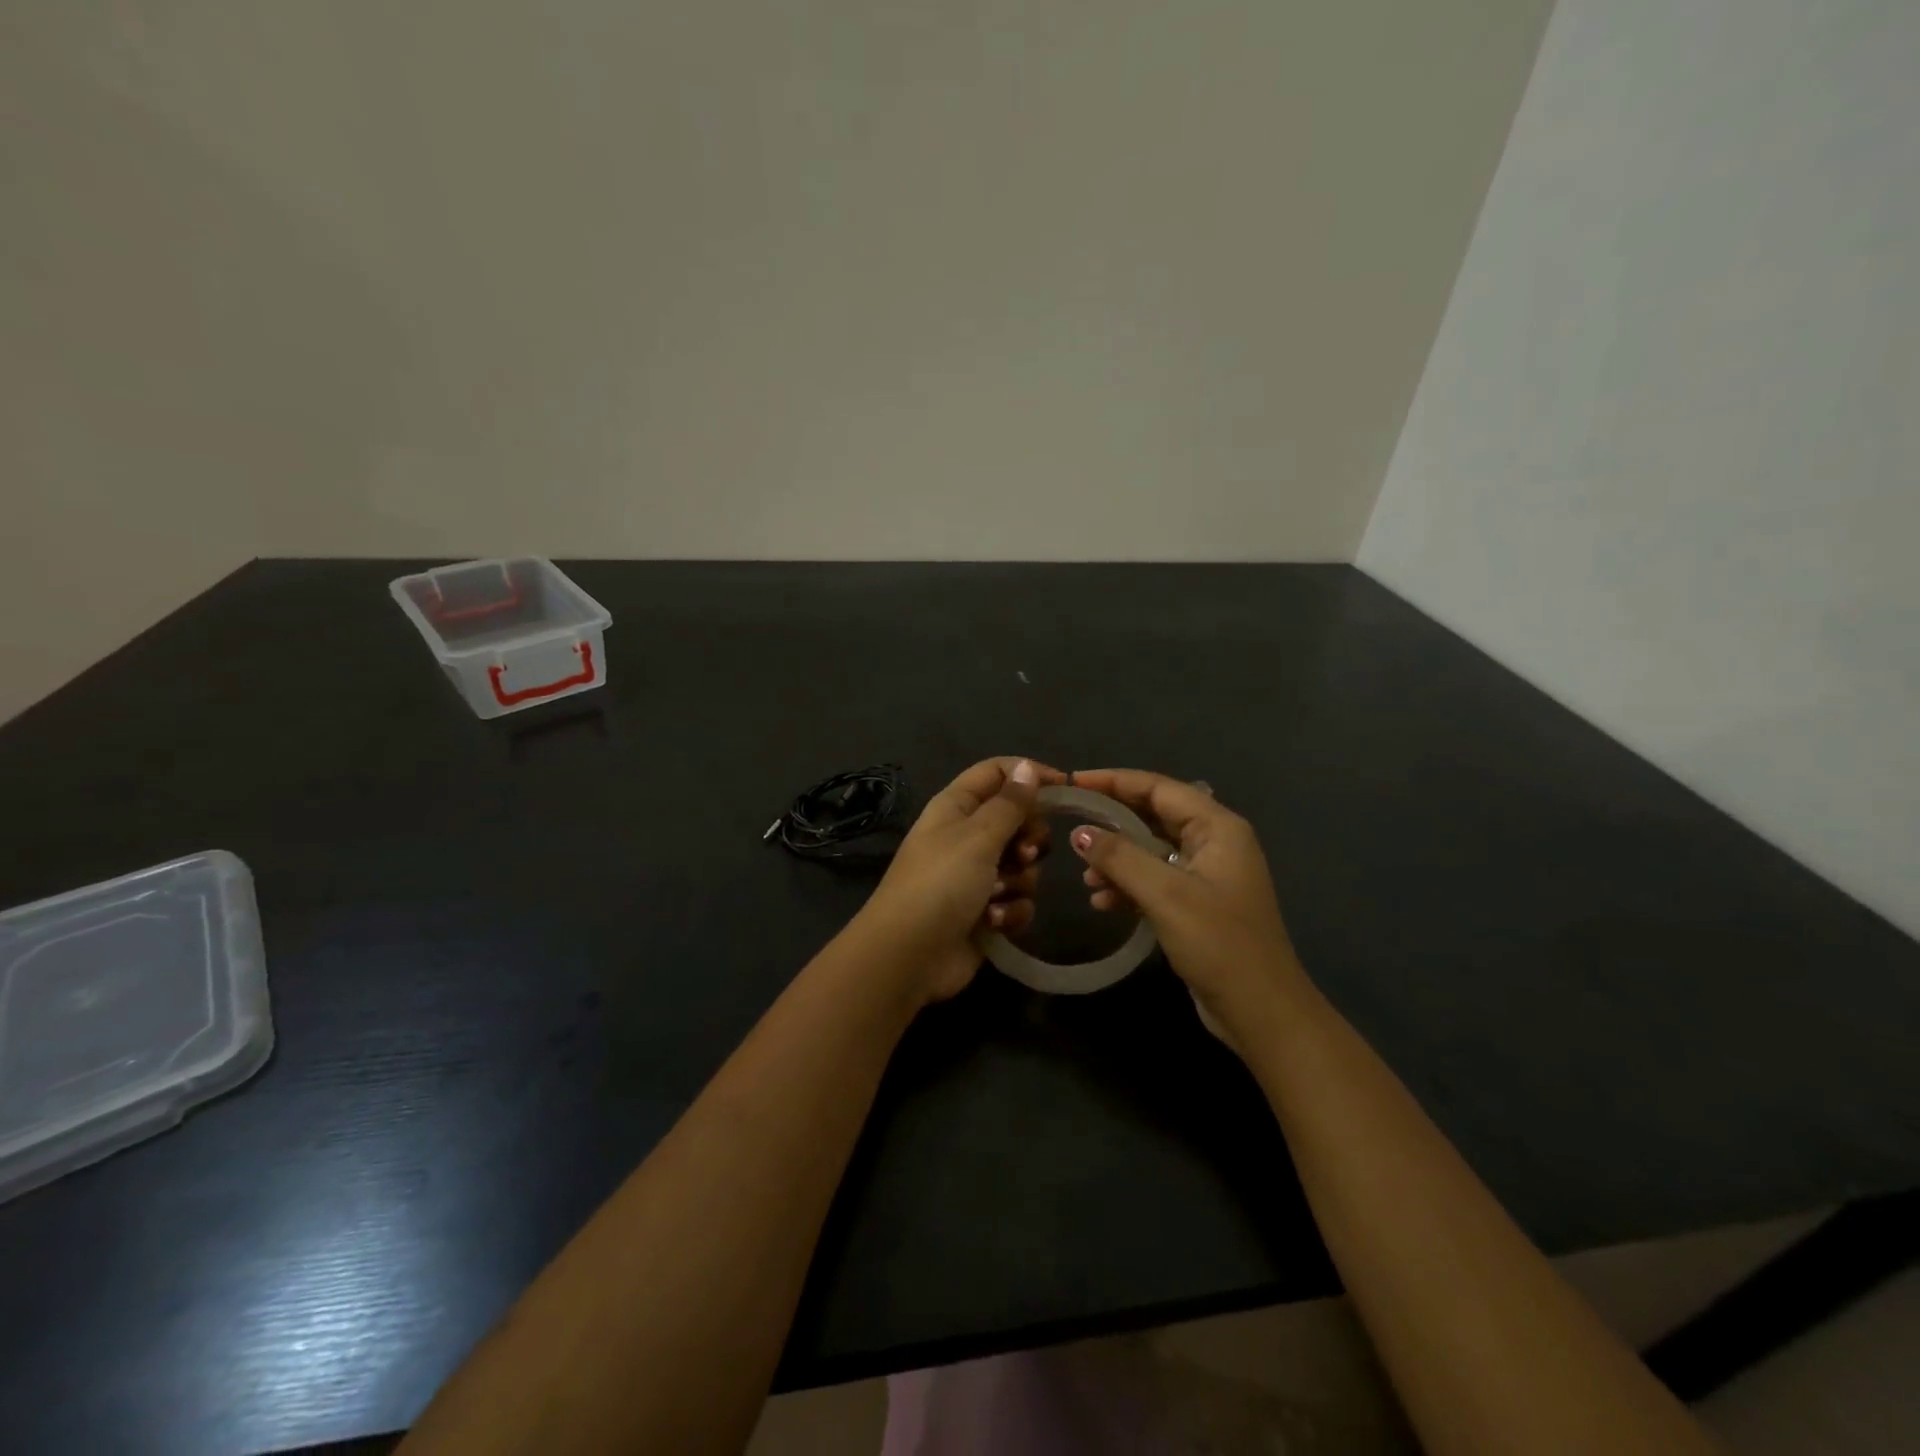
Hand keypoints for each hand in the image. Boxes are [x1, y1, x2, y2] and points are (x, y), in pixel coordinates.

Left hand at [858, 757, 1063, 1003]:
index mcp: (956, 807)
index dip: (1029, 774)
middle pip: (1018, 820)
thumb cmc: (940, 884)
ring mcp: (976, 876)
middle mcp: (966, 836)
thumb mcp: (978, 837)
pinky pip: (1018, 900)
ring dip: (1018, 881)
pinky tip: (994, 922)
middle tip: (1023, 854)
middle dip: (1029, 838)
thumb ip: (1010, 804)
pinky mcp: (986, 911)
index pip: (997, 772)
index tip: (1066, 788)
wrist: (909, 957)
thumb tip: (1026, 768)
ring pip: (1022, 865)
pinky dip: (1011, 910)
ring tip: (998, 895)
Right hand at [1067, 769, 1308, 1044]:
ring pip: (1150, 850)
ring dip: (1117, 860)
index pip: (1157, 787)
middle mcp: (1214, 842)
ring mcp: (1206, 874)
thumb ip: (1120, 857)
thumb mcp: (1166, 895)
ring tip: (1086, 878)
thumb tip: (1080, 832)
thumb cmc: (1219, 944)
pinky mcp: (1197, 904)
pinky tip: (1102, 902)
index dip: (1113, 781)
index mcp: (1217, 827)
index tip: (1073, 782)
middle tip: (1070, 825)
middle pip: (1153, 815)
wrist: (1262, 1013)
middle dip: (1112, 822)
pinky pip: (1155, 880)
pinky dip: (1128, 886)